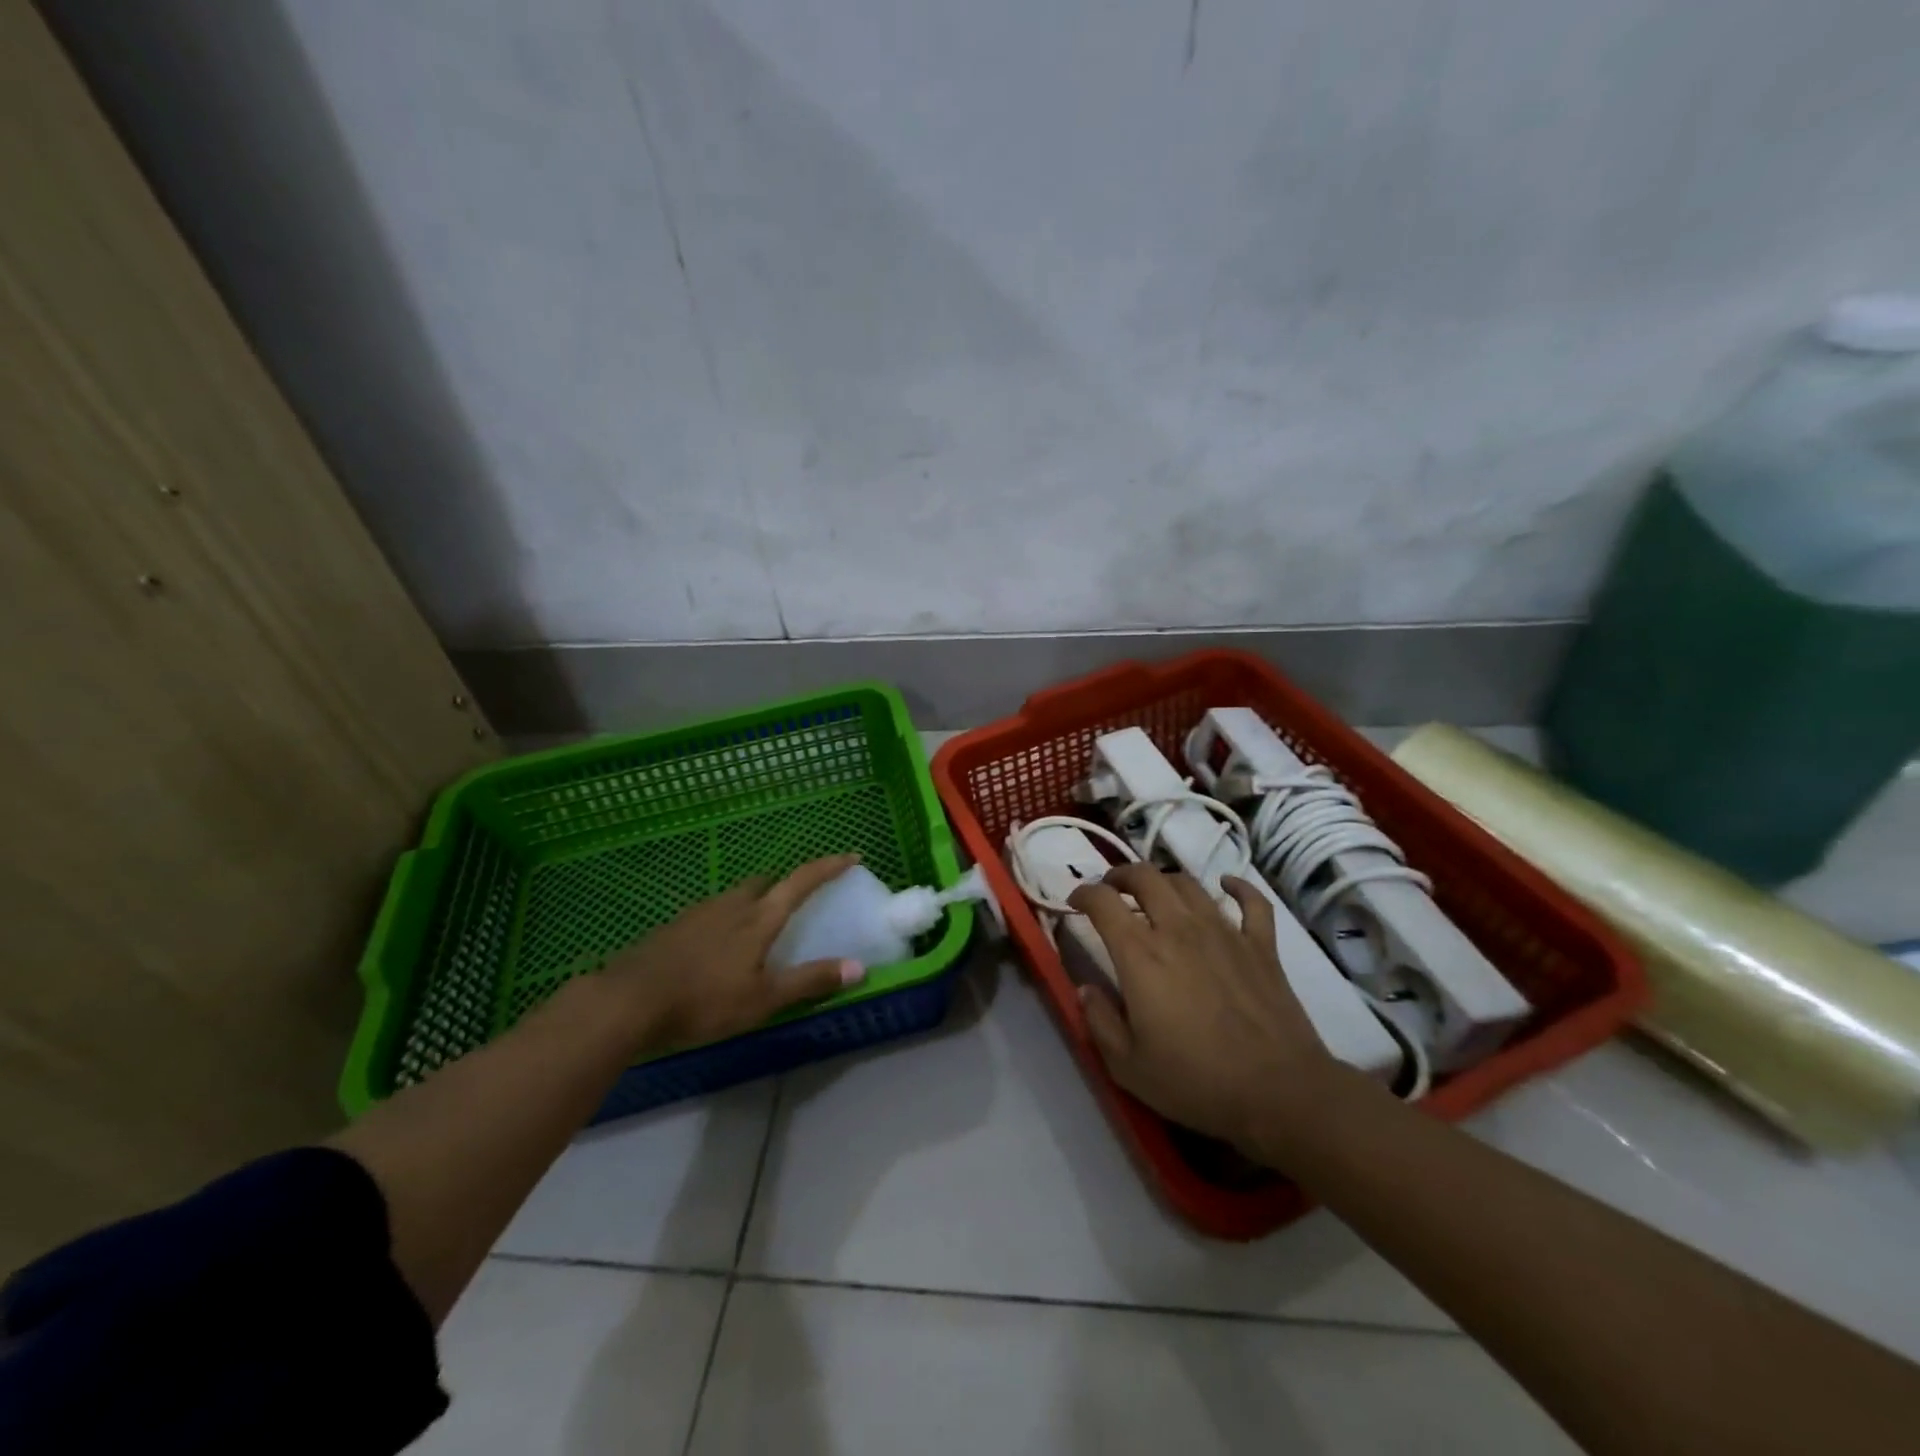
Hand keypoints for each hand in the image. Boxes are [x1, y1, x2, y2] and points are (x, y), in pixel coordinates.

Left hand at [598, 853, 864, 1054]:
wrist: (628, 1001)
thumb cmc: (704, 1000)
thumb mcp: (763, 998)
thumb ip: (810, 981)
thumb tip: (859, 967)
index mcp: (759, 917)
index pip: (802, 881)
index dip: (829, 867)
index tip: (851, 856)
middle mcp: (732, 904)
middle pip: (766, 883)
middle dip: (785, 886)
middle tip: (797, 904)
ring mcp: (699, 912)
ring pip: (737, 897)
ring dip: (754, 904)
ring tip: (759, 930)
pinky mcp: (674, 926)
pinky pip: (712, 913)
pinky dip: (727, 920)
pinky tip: (718, 948)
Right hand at [1067, 865, 1342, 1159]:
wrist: (1278, 1091)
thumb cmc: (1196, 1081)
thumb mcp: (1127, 1066)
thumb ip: (1099, 1022)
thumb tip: (1085, 989)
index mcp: (1140, 954)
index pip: (1103, 902)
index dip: (1083, 894)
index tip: (1075, 902)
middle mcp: (1178, 929)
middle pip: (1146, 877)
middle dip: (1121, 875)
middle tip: (1113, 888)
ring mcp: (1224, 931)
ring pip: (1189, 884)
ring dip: (1165, 880)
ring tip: (1156, 893)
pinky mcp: (1261, 945)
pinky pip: (1251, 901)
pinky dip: (1238, 887)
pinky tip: (1226, 886)